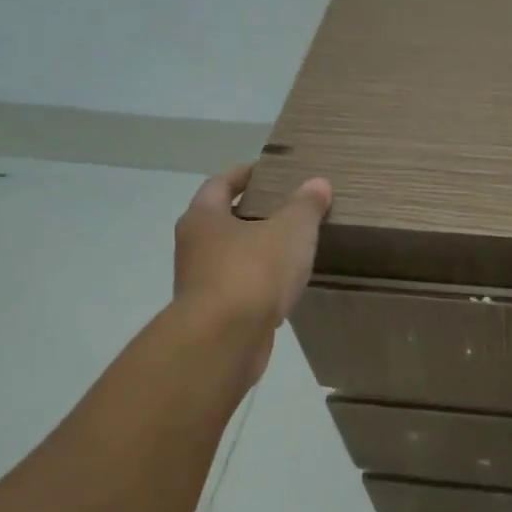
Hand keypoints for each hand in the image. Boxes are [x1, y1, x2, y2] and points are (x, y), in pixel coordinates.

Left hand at [172, 164, 331, 377]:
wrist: (224, 340)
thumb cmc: (253, 272)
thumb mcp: (290, 231)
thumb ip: (305, 206)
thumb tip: (318, 183)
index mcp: (203, 217)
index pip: (220, 184)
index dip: (244, 174)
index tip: (268, 171)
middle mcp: (194, 246)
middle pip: (222, 220)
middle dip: (252, 213)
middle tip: (286, 208)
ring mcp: (200, 283)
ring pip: (230, 257)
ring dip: (255, 251)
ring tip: (291, 247)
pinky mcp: (213, 314)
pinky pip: (239, 288)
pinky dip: (258, 283)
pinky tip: (283, 287)